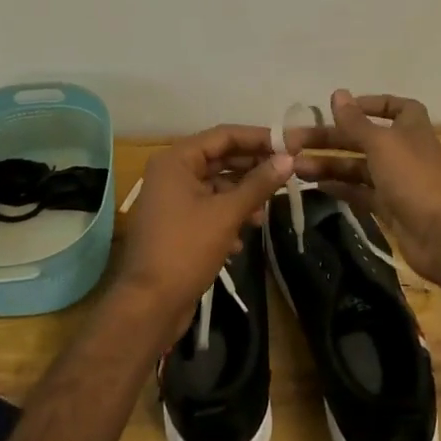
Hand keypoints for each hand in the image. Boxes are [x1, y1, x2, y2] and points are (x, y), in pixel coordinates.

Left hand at [114, 125, 292, 338]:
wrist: (149, 305)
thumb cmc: (186, 250)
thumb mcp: (227, 213)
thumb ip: (259, 183)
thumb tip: (288, 158)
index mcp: (176, 160)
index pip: (224, 135)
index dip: (259, 138)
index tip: (290, 144)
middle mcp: (171, 173)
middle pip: (220, 159)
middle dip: (252, 169)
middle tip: (286, 175)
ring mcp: (171, 200)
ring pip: (216, 186)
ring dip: (242, 197)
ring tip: (262, 215)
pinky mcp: (176, 225)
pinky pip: (208, 209)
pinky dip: (227, 217)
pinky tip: (241, 239)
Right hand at [289, 90, 440, 282]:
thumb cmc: (415, 179)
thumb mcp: (382, 144)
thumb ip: (356, 122)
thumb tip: (337, 93)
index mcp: (410, 127)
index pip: (394, 106)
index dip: (369, 104)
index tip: (340, 108)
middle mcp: (404, 151)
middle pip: (363, 138)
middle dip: (330, 139)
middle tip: (293, 141)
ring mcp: (397, 182)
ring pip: (358, 167)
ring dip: (329, 164)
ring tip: (295, 167)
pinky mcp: (390, 208)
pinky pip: (360, 193)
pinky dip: (340, 188)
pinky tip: (315, 187)